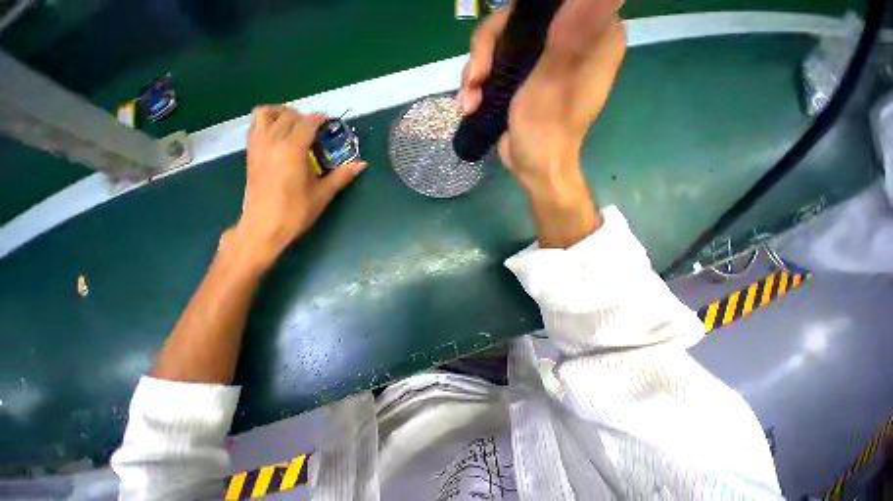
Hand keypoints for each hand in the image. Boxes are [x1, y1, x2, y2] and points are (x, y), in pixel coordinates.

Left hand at [230, 106, 366, 267]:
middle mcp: (272, 141)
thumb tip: (361, 164)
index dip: (319, 119)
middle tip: (317, 129)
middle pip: (287, 115)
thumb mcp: (323, 194)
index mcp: (292, 150)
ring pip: (265, 114)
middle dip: (303, 116)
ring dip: (281, 113)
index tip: (329, 121)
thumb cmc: (296, 212)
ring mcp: (257, 146)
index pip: (306, 124)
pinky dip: (268, 122)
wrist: (263, 227)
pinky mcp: (250, 154)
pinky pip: (256, 126)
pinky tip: (279, 137)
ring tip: (295, 125)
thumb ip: (342, 175)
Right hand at [458, 6, 625, 246]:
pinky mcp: (523, 80)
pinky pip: (496, 66)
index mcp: (592, 34)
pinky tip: (469, 103)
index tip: (496, 43)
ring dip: (477, 71)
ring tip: (468, 100)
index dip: (516, 15)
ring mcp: (543, 61)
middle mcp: (569, 40)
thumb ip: (570, 33)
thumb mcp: (553, 81)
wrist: (534, 170)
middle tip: (475, 77)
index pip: (550, 4)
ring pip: (501, 43)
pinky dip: (478, 84)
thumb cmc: (547, 132)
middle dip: (488, 48)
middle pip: (518, 21)